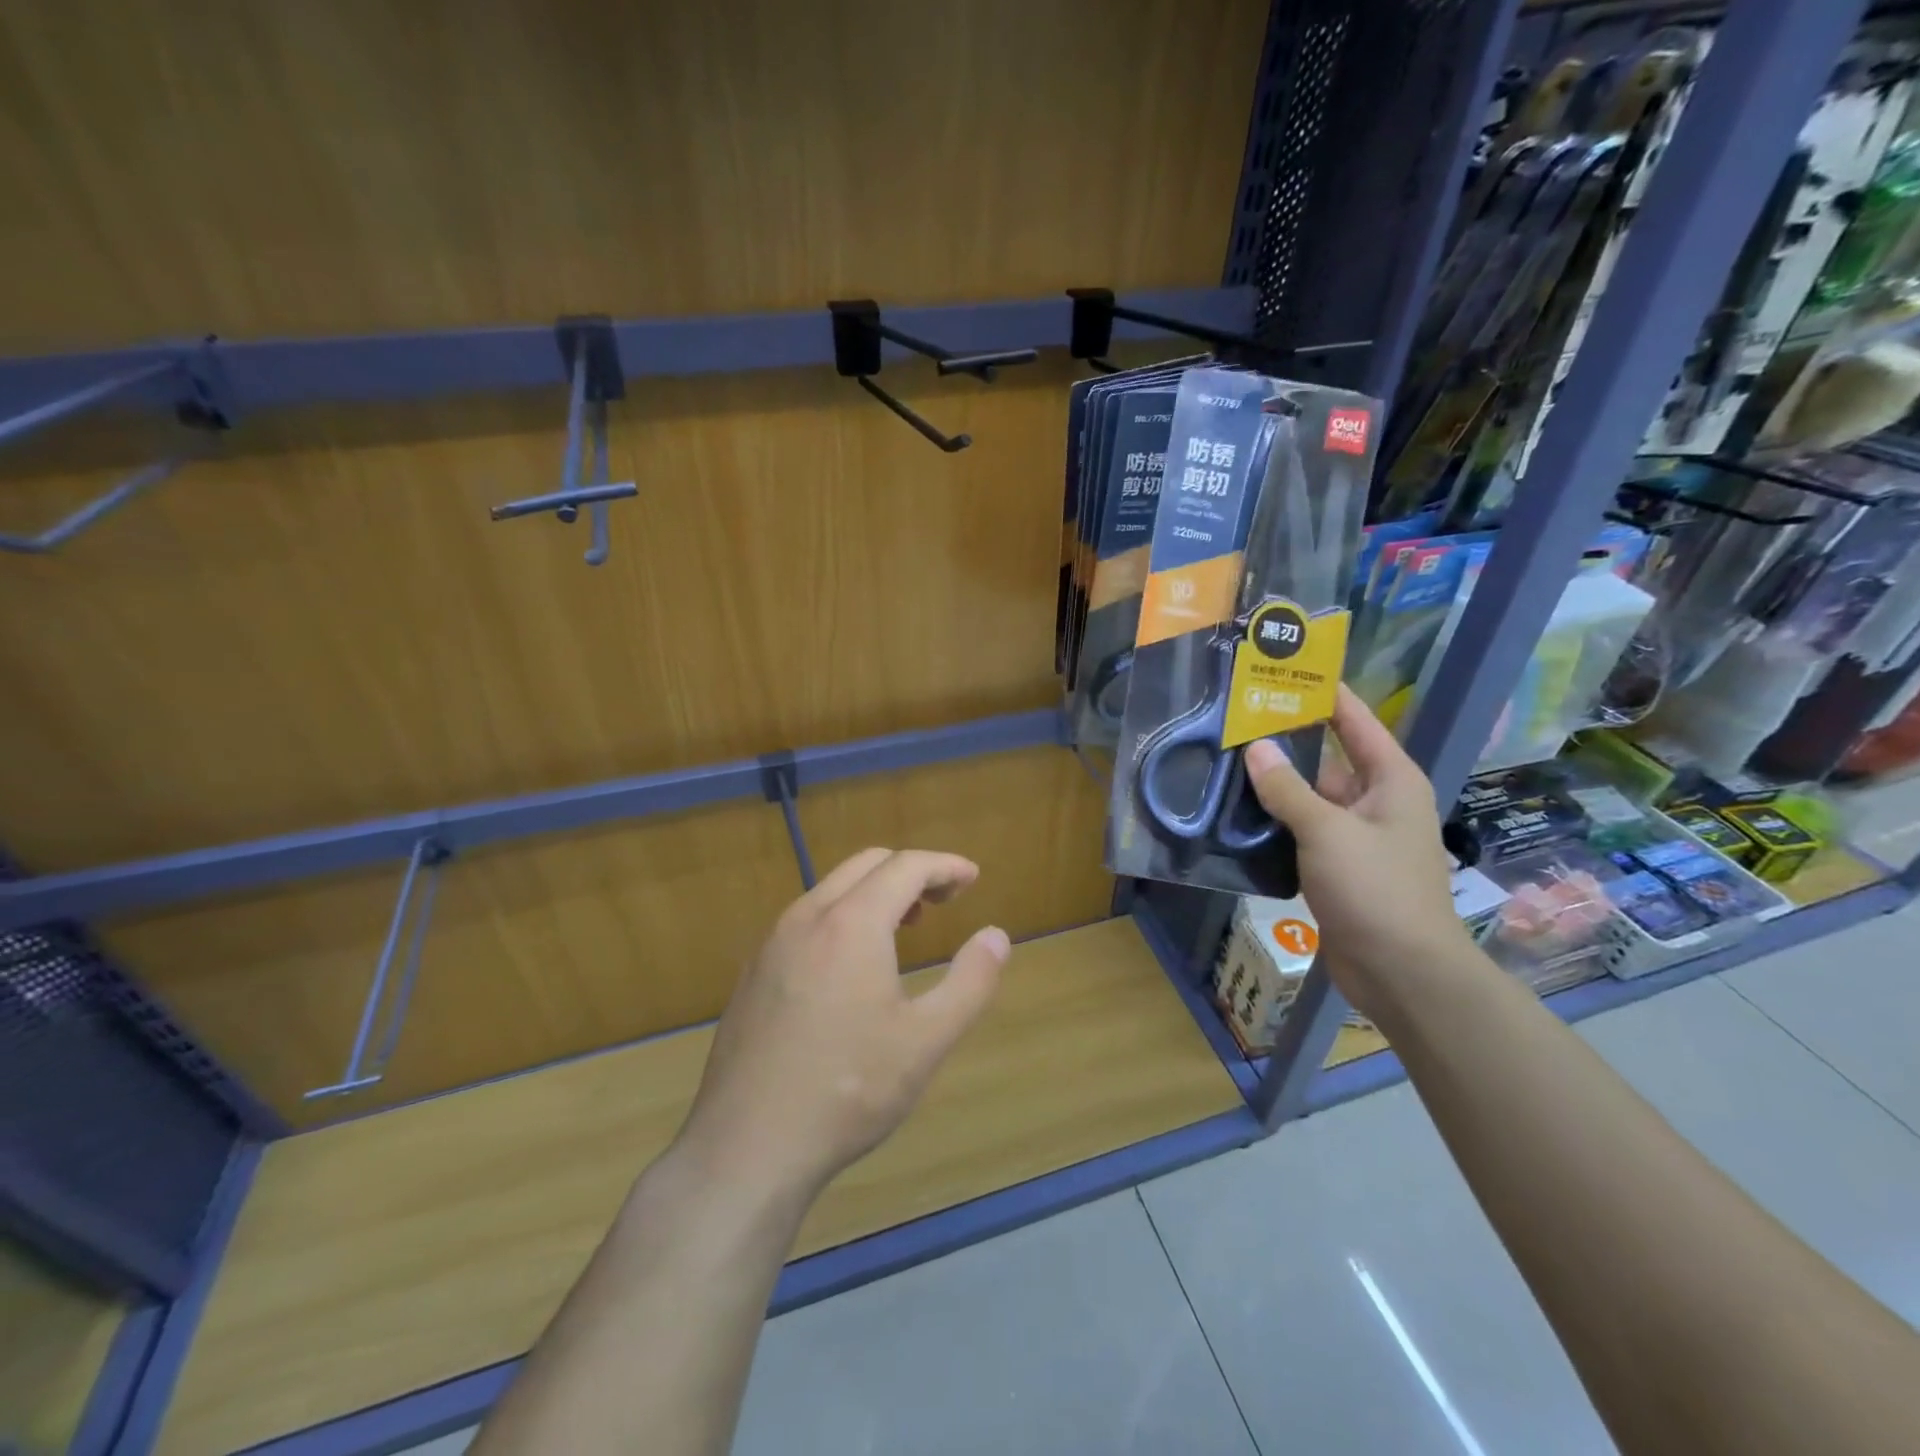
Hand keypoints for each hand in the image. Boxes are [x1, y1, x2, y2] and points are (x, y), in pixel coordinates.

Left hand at [676, 849, 1009, 1199]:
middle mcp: (807, 917)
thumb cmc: (848, 1091)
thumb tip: (997, 936)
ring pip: (832, 888)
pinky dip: (842, 915)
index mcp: (851, 924)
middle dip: (911, 871)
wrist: (747, 1146)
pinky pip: (806, 918)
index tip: (972, 878)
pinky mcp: (753, 970)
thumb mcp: (926, 1041)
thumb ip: (970, 981)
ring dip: (875, 892)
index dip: (945, 865)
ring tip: (905, 927)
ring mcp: (772, 942)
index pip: (905, 866)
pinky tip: (852, 964)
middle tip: (944, 901)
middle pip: (867, 864)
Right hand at [1243, 686, 1472, 1019]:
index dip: (1325, 694)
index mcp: (1390, 780)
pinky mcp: (1337, 869)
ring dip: (1274, 787)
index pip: (1355, 721)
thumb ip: (1288, 789)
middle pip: (1328, 760)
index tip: (1287, 670)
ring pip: (1309, 799)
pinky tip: (1235, 815)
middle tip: (1236, 721)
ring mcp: (1356, 837)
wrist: (1402, 972)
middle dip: (1285, 742)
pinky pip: (1301, 832)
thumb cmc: (1375, 889)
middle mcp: (1376, 802)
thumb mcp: (1328, 831)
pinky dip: (1274, 824)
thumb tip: (1255, 747)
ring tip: (1223, 763)